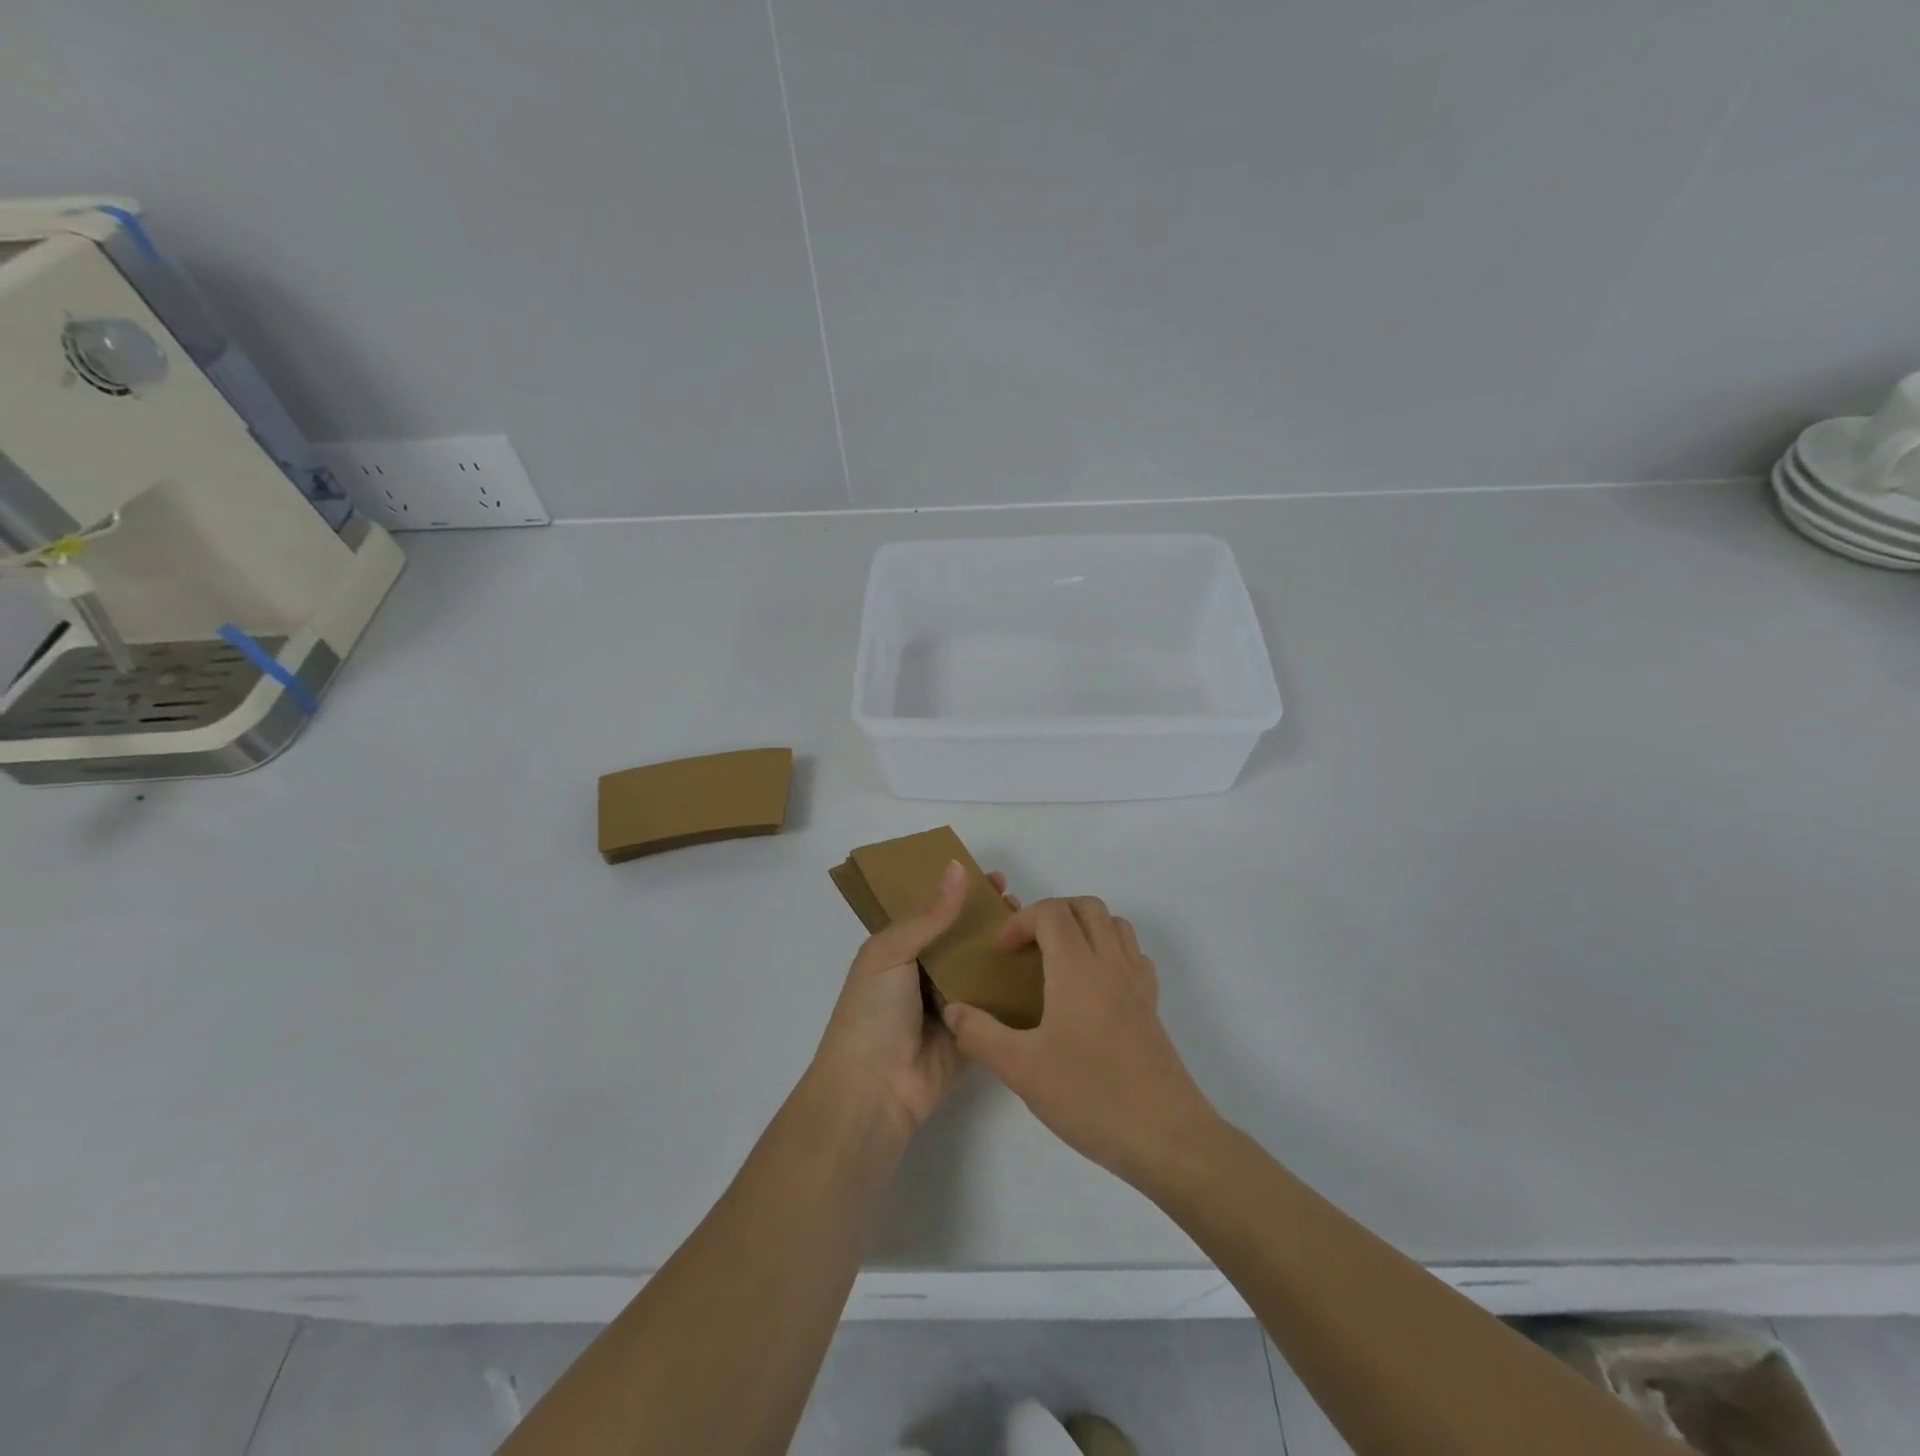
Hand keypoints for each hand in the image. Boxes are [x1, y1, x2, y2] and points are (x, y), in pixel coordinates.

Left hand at [811, 862, 1018, 1139]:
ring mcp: (954, 1004)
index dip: (963, 893)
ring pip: (986, 969)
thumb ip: (929, 916)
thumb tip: (957, 867)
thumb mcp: (890, 953)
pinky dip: (1017, 989)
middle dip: (991, 919)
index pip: (937, 912)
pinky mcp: (976, 1033)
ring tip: (1038, 929)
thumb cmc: (872, 1013)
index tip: (996, 878)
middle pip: (965, 938)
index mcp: (901, 950)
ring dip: (1008, 950)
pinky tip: (1047, 968)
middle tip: (1022, 903)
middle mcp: (928, 973)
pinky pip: (999, 1006)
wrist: (874, 1090)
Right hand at [941, 897, 1217, 1186]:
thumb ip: (980, 1035)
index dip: (1020, 921)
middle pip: (1086, 907)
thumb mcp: (1021, 1069)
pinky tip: (1093, 988)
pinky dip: (1110, 951)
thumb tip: (953, 1011)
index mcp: (1078, 968)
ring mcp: (1137, 983)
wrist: (1166, 1136)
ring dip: (1084, 927)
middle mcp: (1111, 963)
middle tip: (1027, 947)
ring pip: (1115, 925)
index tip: (1002, 953)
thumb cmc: (1091, 1095)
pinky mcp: (1152, 1007)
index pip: (1051, 912)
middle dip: (1051, 913)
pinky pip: (1133, 955)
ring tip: (1058, 961)